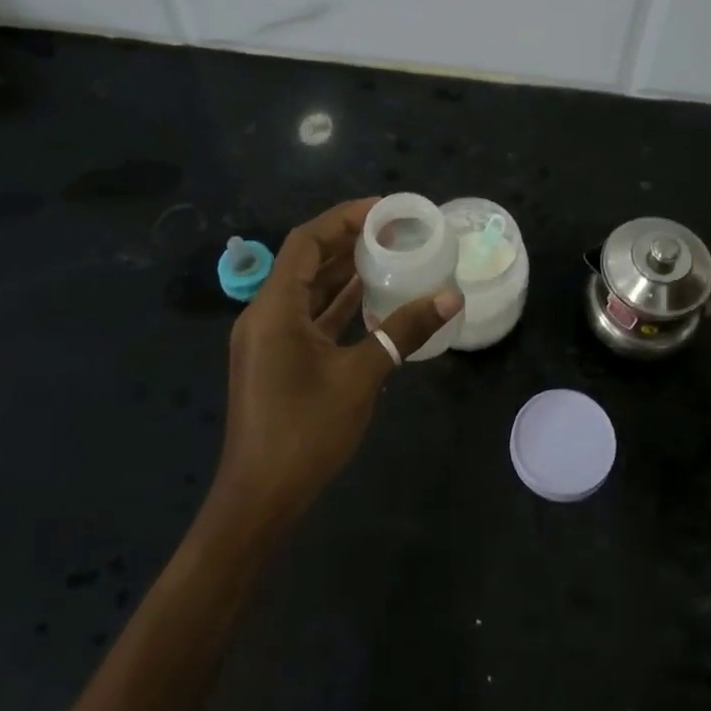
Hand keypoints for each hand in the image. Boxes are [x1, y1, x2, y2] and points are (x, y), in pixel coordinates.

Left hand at [218, 198, 462, 532]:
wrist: (259, 499)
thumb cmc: (305, 432)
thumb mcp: (361, 377)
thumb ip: (404, 332)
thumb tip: (451, 297)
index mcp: (275, 309)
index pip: (306, 242)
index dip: (344, 219)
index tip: (385, 211)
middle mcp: (265, 315)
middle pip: (306, 261)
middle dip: (348, 241)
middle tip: (396, 230)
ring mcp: (269, 339)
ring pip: (308, 290)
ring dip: (344, 272)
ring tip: (390, 254)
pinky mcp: (276, 360)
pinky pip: (308, 317)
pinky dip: (337, 304)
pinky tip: (371, 298)